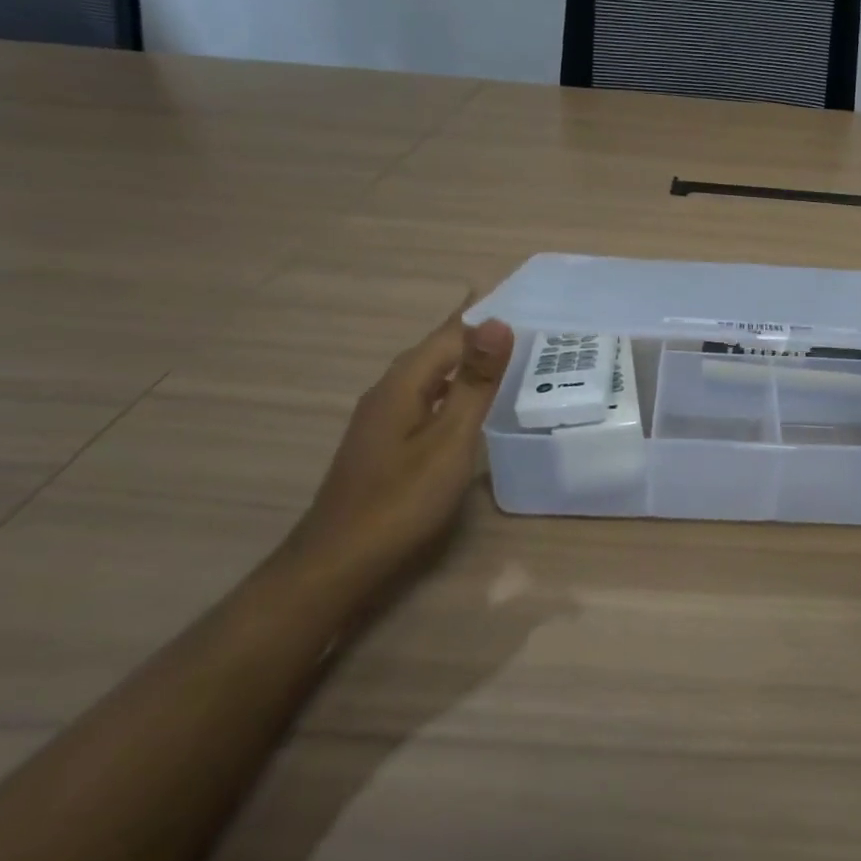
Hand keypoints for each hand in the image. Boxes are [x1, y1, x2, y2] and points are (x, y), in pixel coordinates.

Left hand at [282, 304, 514, 585]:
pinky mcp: (385, 443)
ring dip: (464, 360)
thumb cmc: (401, 499)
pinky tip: (467, 403)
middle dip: (475, 332)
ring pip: (430, 375)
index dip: (483, 314)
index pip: (451, 333)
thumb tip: (498, 322)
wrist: (338, 564)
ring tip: (504, 355)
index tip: (521, 297)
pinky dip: (452, 388)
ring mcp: (382, 419)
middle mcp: (389, 391)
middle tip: (522, 322)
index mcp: (404, 383)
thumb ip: (474, 383)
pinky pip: (426, 398)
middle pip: (437, 350)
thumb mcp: (449, 439)